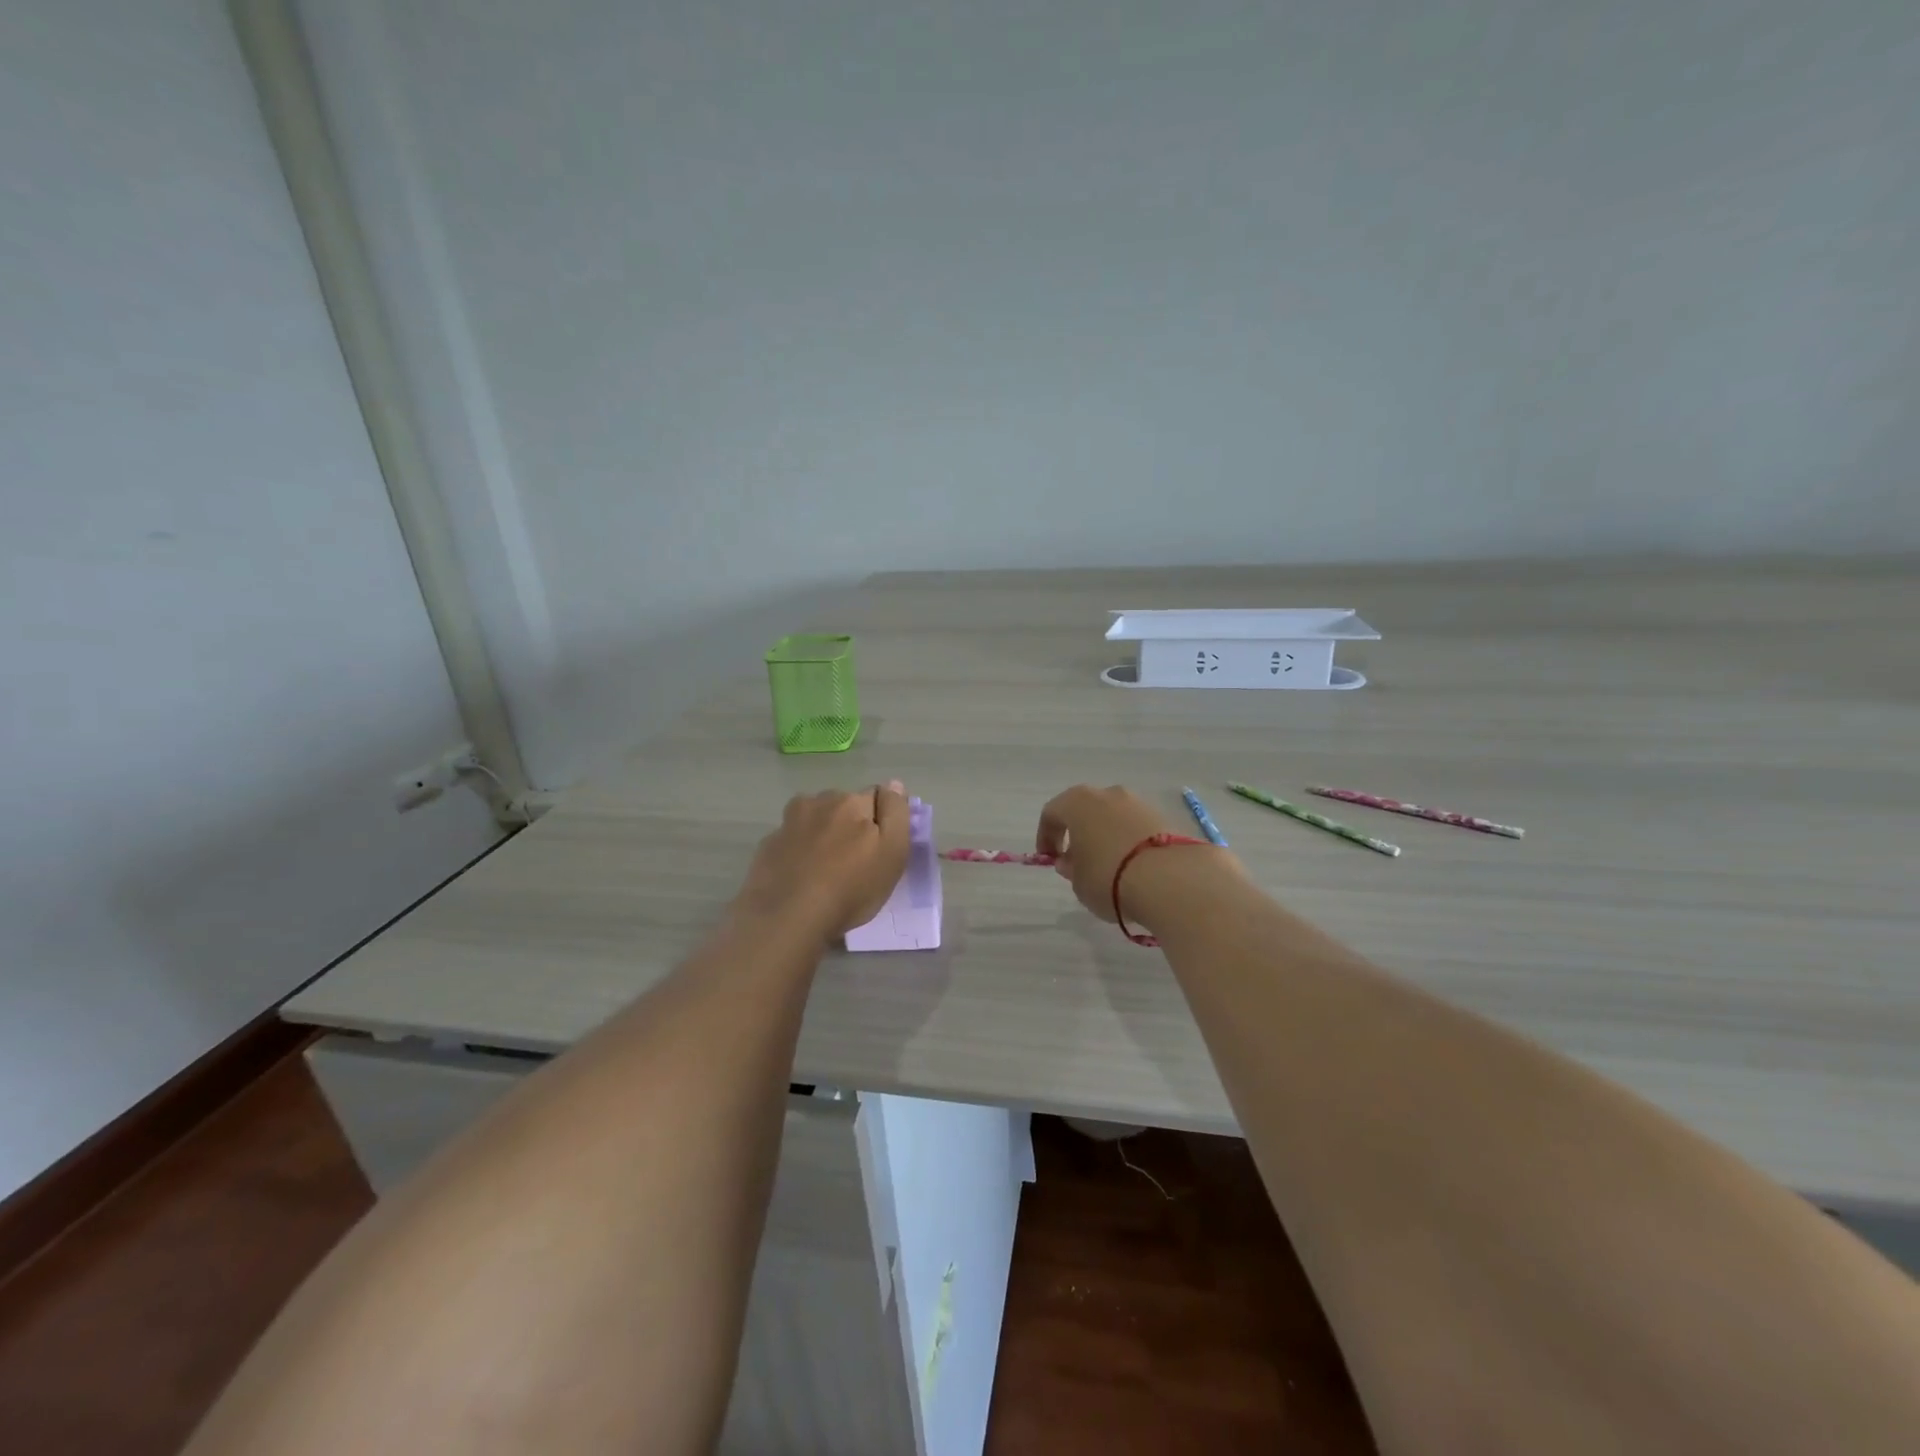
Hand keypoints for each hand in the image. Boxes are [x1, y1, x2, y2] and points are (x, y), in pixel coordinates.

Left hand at [736, 781, 910, 938]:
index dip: (881, 821)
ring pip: (814, 819)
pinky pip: (791, 840)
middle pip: (843, 806)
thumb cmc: (850, 888)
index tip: (880, 848)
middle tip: (854, 862)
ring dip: (821, 833)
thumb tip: (893, 784)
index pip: (877, 797)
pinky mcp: (767, 845)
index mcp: (852, 801)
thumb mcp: (892, 852)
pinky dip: (798, 851)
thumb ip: (896, 813)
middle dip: (849, 824)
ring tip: (824, 868)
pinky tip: (800, 876)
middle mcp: (818, 802)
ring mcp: (788, 823)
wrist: (786, 918)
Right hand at [1037, 784, 1240, 927]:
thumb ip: (1071, 869)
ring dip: (1106, 836)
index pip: (1052, 813)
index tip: (1049, 858)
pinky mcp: (1164, 817)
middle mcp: (1108, 794)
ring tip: (1109, 866)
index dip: (1046, 836)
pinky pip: (1136, 828)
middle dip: (1078, 833)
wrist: (1171, 880)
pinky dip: (1129, 842)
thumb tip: (1072, 861)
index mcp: (1078, 802)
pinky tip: (1133, 866)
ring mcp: (1138, 803)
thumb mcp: (1079, 882)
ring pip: (1113, 817)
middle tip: (1077, 861)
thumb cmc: (1109, 877)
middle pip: (1085, 810)